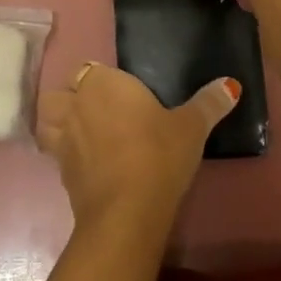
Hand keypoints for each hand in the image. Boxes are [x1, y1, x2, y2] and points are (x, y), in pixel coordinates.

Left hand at [36, 62, 239, 242]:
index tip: (124, 97)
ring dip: (57, 122)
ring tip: (81, 133)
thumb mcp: (191, 127)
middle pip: (63, 90)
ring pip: (48, 118)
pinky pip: (54, 151)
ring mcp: (63, 136)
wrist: (126, 211)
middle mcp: (76, 103)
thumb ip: (209, 103)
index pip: (92, 70)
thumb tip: (232, 85)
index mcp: (103, 83)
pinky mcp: (59, 169)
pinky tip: (85, 163)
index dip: (104, 82)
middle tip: (101, 113)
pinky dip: (64, 153)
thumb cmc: (158, 155)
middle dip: (74, 97)